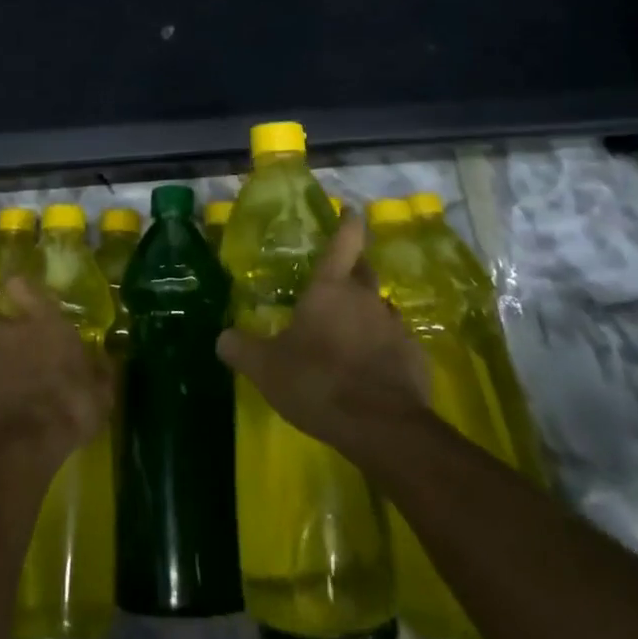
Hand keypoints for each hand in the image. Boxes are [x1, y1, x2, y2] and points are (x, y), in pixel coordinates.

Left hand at [0, 277, 113, 468]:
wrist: (21, 444)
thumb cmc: (69, 406)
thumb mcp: (100, 393)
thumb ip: (101, 372)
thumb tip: (105, 359)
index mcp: (46, 323)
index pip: (22, 286)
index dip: (20, 286)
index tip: (20, 286)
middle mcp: (12, 332)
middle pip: (0, 316)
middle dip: (9, 326)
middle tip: (24, 344)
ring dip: (5, 363)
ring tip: (21, 386)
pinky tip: (10, 410)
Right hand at [217, 213, 430, 466]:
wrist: (383, 428)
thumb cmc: (318, 382)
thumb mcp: (266, 368)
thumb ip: (241, 348)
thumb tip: (222, 338)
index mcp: (331, 288)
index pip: (344, 241)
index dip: (348, 222)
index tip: (350, 210)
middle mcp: (366, 299)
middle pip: (365, 270)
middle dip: (354, 267)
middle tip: (339, 276)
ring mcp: (395, 328)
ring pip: (380, 309)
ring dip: (366, 314)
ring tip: (350, 332)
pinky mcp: (415, 360)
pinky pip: (396, 345)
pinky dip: (383, 350)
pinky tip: (370, 371)